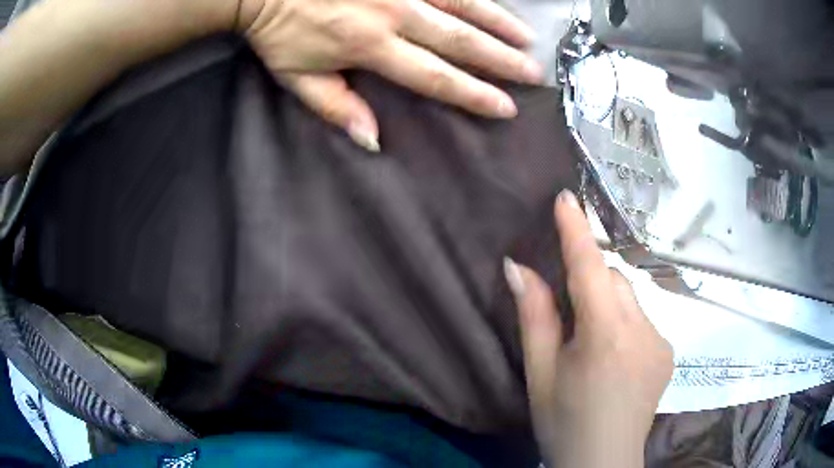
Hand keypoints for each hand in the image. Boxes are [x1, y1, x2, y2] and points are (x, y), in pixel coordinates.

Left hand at [237, 0, 541, 150]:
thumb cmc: (278, 33)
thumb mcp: (297, 78)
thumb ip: (336, 107)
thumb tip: (374, 140)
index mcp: (370, 47)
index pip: (434, 76)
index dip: (473, 93)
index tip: (505, 107)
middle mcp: (394, 15)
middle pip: (460, 41)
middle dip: (501, 59)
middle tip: (533, 73)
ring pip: (462, 6)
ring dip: (498, 23)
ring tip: (527, 39)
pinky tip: (494, 3)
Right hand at [504, 190, 673, 467]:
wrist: (603, 462)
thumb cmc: (564, 422)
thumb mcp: (541, 374)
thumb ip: (534, 317)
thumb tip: (518, 267)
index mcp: (606, 336)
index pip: (590, 269)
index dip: (576, 230)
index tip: (567, 196)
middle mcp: (643, 330)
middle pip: (614, 281)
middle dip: (590, 282)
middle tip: (568, 314)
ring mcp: (661, 341)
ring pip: (630, 299)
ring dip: (608, 304)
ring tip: (592, 343)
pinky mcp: (668, 353)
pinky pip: (643, 319)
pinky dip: (625, 323)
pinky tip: (614, 357)